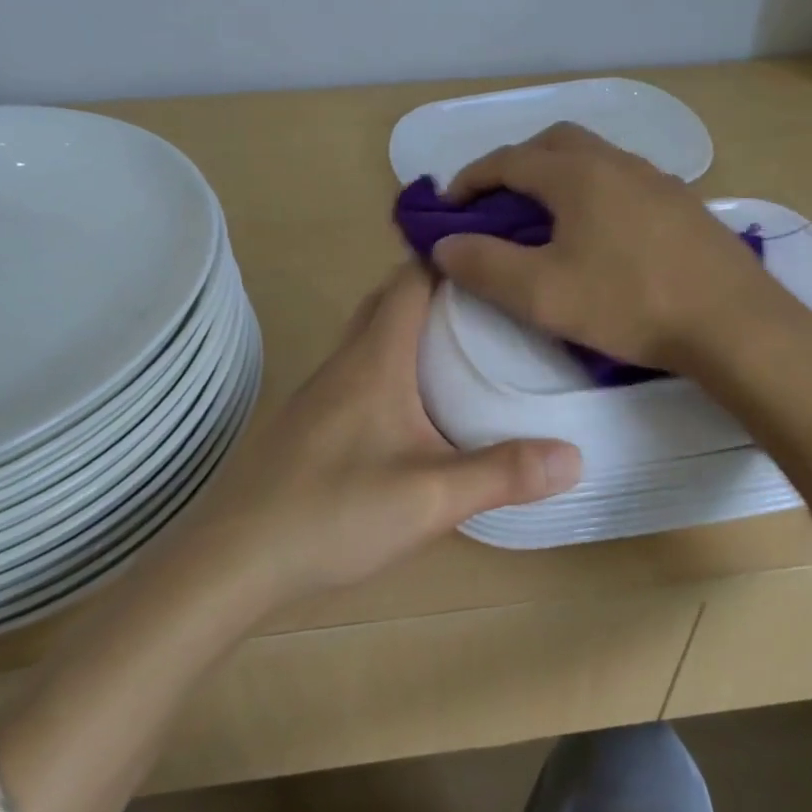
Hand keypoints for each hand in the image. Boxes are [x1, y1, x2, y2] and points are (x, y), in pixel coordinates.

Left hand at [184, 263, 581, 604]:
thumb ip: (503, 473)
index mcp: (375, 356)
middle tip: (489, 298)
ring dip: (411, 322)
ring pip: (372, 332)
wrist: (236, 558)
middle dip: (436, 286)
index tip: (494, 252)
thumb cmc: (334, 511)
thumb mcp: (431, 497)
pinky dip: (393, 358)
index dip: (449, 256)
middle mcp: (346, 360)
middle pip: (389, 298)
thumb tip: (575, 454)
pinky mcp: (313, 420)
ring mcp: (323, 389)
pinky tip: (415, 399)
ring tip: (463, 339)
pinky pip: (360, 366)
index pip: (411, 278)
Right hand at [432, 122, 786, 369]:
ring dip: (557, 174)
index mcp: (576, 174)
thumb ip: (485, 266)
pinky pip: (623, 179)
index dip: (470, 179)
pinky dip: (593, 190)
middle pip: (552, 142)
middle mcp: (615, 161)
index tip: (448, 206)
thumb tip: (444, 245)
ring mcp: (656, 178)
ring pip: (593, 157)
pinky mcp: (682, 202)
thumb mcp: (543, 293)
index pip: (508, 160)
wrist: (734, 322)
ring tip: (545, 216)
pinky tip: (600, 232)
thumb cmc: (630, 303)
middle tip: (497, 202)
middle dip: (516, 164)